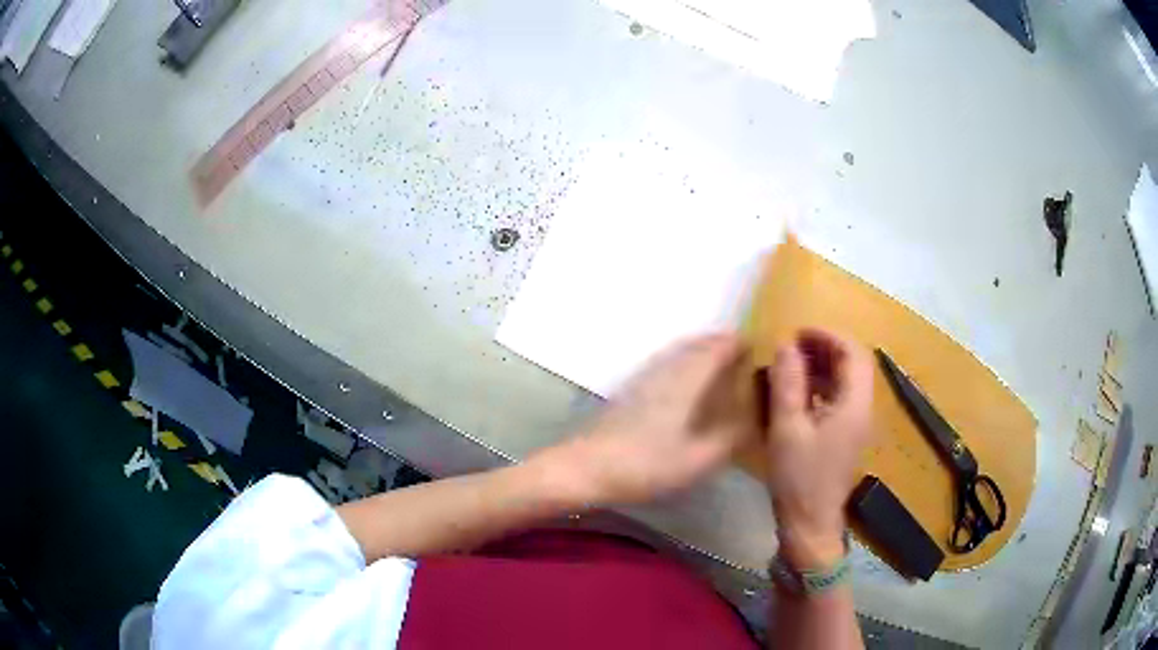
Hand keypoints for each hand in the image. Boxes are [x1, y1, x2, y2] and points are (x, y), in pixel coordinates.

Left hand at [551, 334, 754, 505]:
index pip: (718, 347)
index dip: (740, 343)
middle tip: (744, 356)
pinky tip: (686, 388)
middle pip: (698, 345)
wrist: (586, 468)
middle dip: (722, 345)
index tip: (760, 347)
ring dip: (702, 353)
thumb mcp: (699, 459)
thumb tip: (756, 419)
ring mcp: (644, 378)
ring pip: (680, 354)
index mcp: (687, 379)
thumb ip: (731, 438)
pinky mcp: (630, 392)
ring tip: (721, 368)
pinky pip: (667, 366)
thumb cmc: (647, 464)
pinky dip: (684, 365)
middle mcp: (667, 370)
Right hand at [763, 328, 873, 568]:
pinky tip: (798, 393)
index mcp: (855, 405)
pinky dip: (822, 386)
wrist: (810, 524)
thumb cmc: (799, 479)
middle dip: (825, 348)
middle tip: (792, 346)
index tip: (798, 333)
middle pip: (854, 364)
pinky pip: (840, 399)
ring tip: (791, 364)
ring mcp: (857, 424)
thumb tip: (786, 345)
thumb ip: (788, 384)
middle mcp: (863, 409)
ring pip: (848, 381)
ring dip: (824, 366)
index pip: (853, 353)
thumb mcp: (787, 429)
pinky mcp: (847, 436)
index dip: (828, 336)